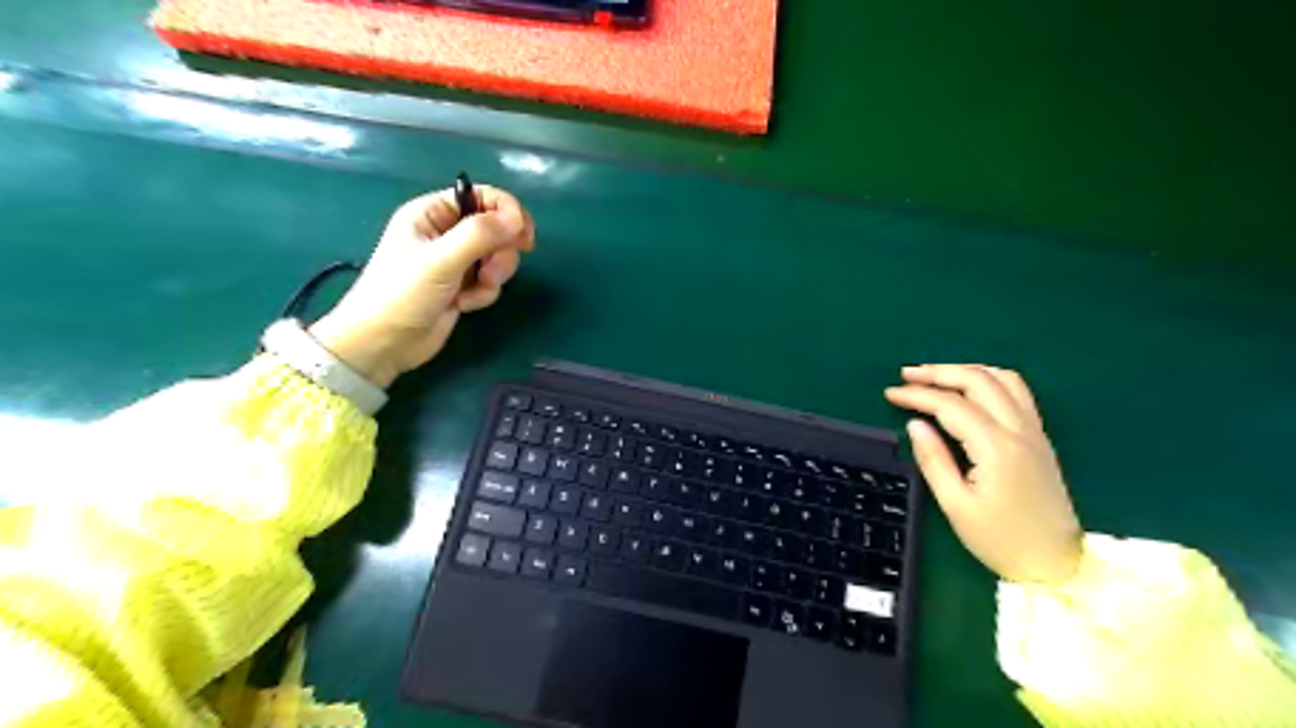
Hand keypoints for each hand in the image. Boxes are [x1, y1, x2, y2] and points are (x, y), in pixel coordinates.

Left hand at [310, 187, 534, 389]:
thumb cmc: (403, 294)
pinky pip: (490, 281)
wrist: (384, 343)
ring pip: (497, 256)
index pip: (481, 197)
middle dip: (500, 252)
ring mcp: (456, 261)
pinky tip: (464, 305)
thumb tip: (517, 218)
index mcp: (433, 213)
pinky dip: (484, 293)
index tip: (523, 236)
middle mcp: (446, 232)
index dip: (506, 212)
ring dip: (494, 275)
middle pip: (496, 228)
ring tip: (474, 292)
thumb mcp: (441, 260)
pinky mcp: (463, 286)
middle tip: (491, 272)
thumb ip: (479, 235)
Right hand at [881, 367, 1086, 582]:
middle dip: (939, 372)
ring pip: (1003, 379)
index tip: (891, 394)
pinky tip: (971, 387)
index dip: (917, 395)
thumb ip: (933, 460)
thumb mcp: (956, 506)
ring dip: (966, 370)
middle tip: (907, 375)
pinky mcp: (1039, 437)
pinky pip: (1017, 392)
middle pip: (978, 381)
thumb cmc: (1000, 539)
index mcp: (996, 448)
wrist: (1056, 563)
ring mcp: (1034, 431)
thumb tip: (915, 425)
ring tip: (936, 376)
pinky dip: (990, 379)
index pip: (951, 406)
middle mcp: (1019, 431)